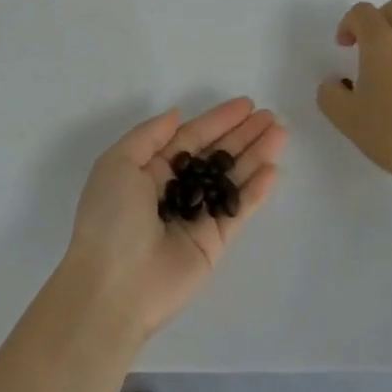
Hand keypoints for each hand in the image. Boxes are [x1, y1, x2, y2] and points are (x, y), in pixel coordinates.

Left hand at [65, 98, 286, 341]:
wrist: (112, 287)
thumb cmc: (110, 218)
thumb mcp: (117, 163)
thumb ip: (149, 135)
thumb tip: (177, 114)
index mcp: (150, 170)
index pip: (191, 137)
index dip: (218, 120)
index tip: (246, 104)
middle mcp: (176, 190)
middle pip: (216, 155)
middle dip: (243, 135)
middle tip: (271, 117)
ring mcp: (197, 216)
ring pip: (232, 179)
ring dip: (256, 156)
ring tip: (281, 133)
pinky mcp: (214, 243)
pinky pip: (238, 210)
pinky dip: (255, 191)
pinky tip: (272, 169)